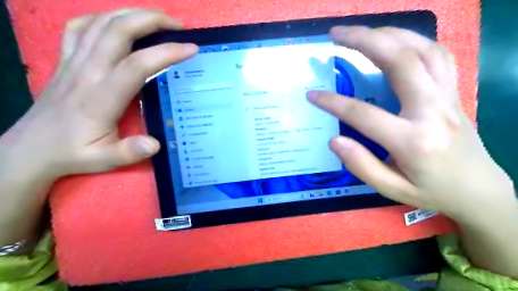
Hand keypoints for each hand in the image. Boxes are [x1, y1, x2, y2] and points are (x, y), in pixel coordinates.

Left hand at [3, 8, 195, 179]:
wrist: (30, 149)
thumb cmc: (73, 153)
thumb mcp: (103, 160)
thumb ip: (129, 152)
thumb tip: (155, 144)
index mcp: (101, 97)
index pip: (137, 65)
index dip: (166, 53)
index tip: (191, 49)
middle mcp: (86, 72)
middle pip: (118, 30)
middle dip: (152, 20)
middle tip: (178, 26)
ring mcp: (73, 62)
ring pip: (101, 22)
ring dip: (132, 14)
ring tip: (158, 19)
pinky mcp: (65, 59)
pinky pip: (81, 27)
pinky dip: (103, 18)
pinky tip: (119, 23)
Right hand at [305, 26, 515, 222]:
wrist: (479, 189)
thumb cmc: (431, 191)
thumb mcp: (391, 189)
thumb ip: (361, 166)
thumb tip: (334, 141)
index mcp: (413, 141)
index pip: (363, 114)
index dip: (333, 103)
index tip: (312, 95)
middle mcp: (433, 111)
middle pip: (400, 61)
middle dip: (364, 41)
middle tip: (336, 34)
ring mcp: (448, 96)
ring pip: (422, 49)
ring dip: (388, 34)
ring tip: (360, 32)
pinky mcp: (454, 91)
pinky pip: (437, 54)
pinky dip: (413, 40)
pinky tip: (394, 41)